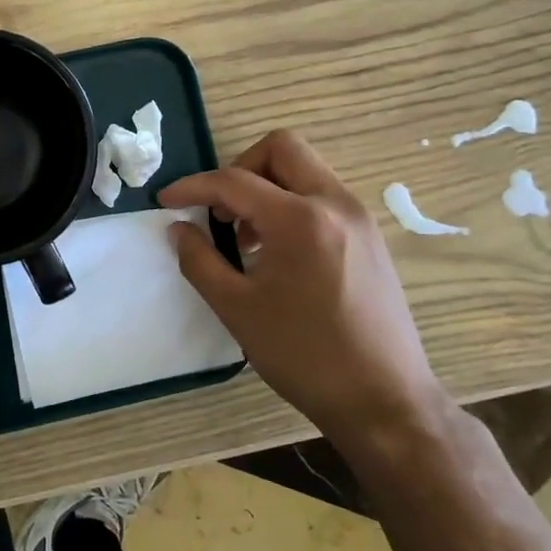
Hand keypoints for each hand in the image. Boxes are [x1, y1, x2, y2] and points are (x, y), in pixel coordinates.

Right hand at [159, 130, 443, 450]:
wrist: (385, 401)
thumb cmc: (305, 356)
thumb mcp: (237, 309)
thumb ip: (200, 261)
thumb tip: (178, 229)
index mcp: (300, 219)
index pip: (234, 181)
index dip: (193, 186)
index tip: (165, 200)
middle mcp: (335, 204)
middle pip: (281, 149)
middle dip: (240, 168)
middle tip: (219, 209)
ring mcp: (359, 219)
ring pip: (305, 170)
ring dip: (267, 187)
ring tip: (246, 237)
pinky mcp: (371, 238)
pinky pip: (323, 197)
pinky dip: (292, 205)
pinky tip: (279, 252)